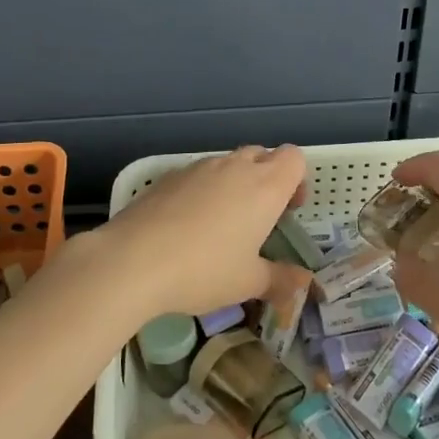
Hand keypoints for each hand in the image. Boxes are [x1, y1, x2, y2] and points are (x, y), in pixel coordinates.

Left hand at [83, 145, 309, 323]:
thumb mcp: (248, 282)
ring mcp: (199, 167)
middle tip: (260, 217)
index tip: (288, 209)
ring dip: (234, 183)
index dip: (296, 179)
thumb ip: (280, 280)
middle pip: (262, 155)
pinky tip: (187, 225)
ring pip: (228, 163)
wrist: (133, 259)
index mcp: (265, 186)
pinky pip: (198, 175)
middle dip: (267, 178)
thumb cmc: (204, 270)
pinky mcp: (169, 176)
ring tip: (222, 224)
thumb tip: (304, 283)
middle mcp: (235, 167)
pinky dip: (203, 190)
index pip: (293, 158)